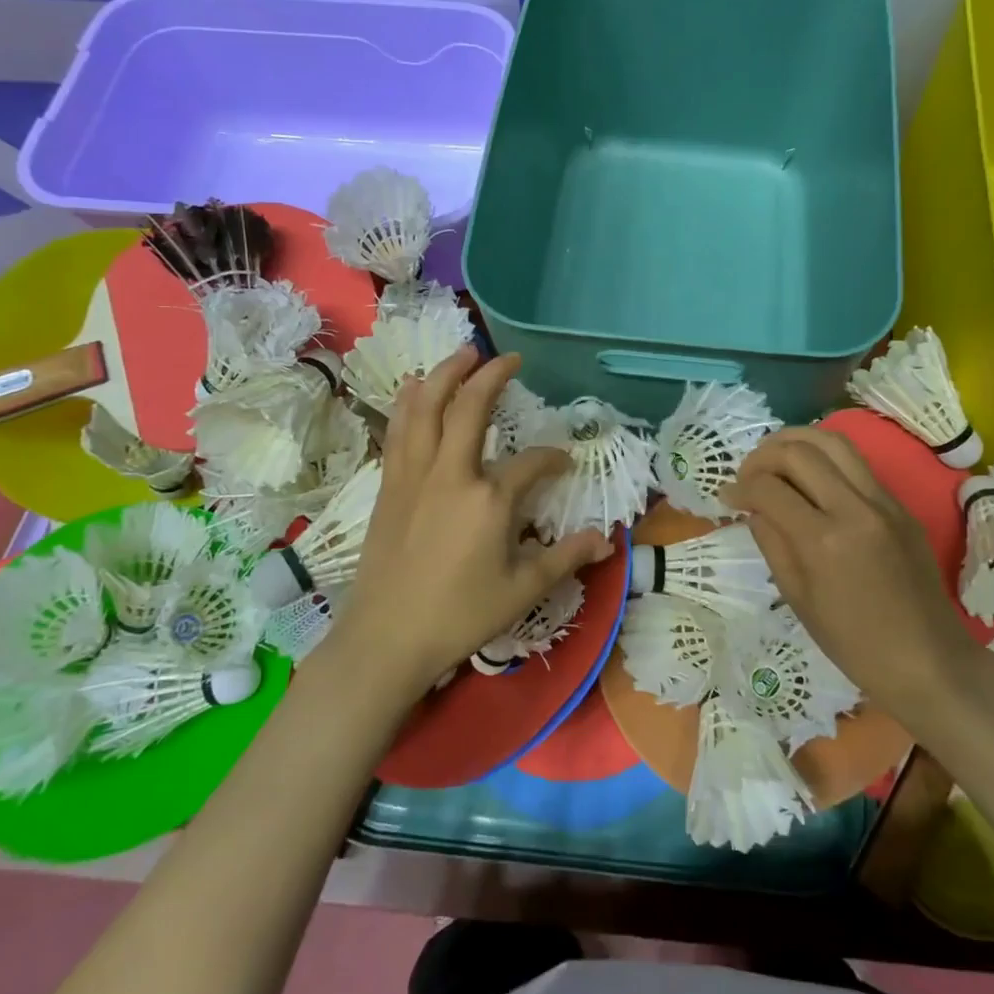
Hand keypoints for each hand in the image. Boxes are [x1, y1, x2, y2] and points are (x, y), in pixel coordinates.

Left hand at [331, 348, 612, 695]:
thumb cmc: (459, 616)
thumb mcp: (523, 590)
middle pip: (470, 408)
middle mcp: (451, 473)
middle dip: (491, 375)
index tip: (564, 462)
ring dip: (445, 375)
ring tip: (461, 354)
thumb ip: (565, 557)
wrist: (386, 638)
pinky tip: (413, 390)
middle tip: (508, 357)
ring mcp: (414, 475)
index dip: (553, 458)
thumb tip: (606, 540)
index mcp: (490, 498)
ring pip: (425, 408)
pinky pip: (399, 431)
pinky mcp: (389, 486)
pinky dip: (409, 403)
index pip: (532, 463)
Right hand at [726, 427, 971, 720]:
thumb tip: (753, 507)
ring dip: (795, 442)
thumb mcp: (798, 598)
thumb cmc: (854, 644)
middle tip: (747, 476)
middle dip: (762, 456)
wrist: (928, 661)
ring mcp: (883, 502)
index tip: (727, 496)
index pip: (769, 489)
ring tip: (774, 458)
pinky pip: (857, 463)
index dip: (739, 487)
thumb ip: (772, 543)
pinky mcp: (900, 505)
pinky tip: (809, 475)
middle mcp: (855, 509)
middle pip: (798, 451)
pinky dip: (824, 457)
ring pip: (833, 441)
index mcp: (823, 541)